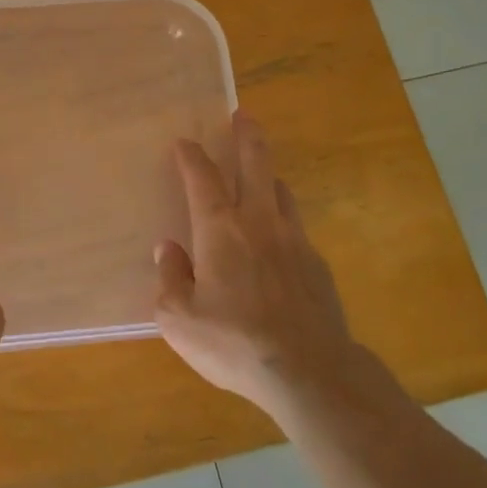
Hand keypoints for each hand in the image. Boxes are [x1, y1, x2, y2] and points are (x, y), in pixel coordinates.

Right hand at [155, 111, 359, 416]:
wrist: (308, 371)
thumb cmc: (234, 342)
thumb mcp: (179, 318)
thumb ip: (170, 278)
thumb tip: (169, 249)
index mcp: (220, 229)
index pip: (201, 177)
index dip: (190, 156)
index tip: (183, 142)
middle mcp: (258, 222)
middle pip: (255, 163)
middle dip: (247, 135)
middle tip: (243, 116)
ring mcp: (294, 240)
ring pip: (281, 192)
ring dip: (267, 176)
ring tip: (259, 174)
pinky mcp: (317, 265)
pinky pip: (295, 228)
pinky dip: (282, 220)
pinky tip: (277, 242)